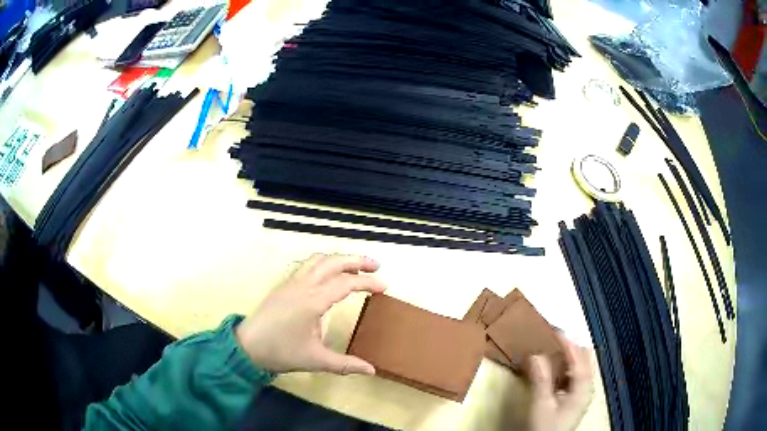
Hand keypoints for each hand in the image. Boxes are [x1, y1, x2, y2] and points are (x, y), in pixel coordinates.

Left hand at [235, 253, 386, 374]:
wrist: (247, 345)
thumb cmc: (281, 352)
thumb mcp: (315, 360)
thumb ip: (345, 364)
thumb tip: (371, 370)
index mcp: (313, 301)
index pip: (346, 283)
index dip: (368, 282)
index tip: (385, 286)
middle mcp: (303, 285)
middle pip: (333, 262)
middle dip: (357, 260)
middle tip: (376, 266)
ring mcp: (291, 282)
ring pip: (318, 259)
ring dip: (339, 259)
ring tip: (354, 267)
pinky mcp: (284, 285)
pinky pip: (307, 265)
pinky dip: (324, 263)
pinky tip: (327, 275)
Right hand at [527, 336, 593, 430]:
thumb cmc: (545, 427)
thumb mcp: (541, 404)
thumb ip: (541, 379)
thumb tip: (536, 355)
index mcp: (582, 389)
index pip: (579, 359)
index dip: (568, 343)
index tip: (556, 330)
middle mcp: (587, 388)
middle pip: (585, 360)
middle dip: (572, 346)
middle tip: (555, 336)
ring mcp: (582, 393)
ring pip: (581, 366)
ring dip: (570, 355)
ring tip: (554, 347)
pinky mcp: (575, 398)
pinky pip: (575, 375)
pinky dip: (567, 366)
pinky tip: (555, 366)